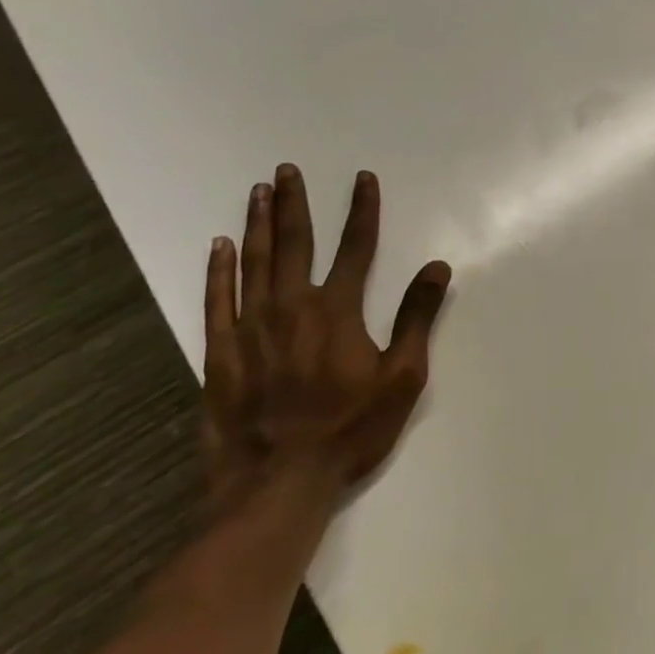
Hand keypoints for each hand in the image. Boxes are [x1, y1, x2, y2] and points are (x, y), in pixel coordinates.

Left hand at [202, 164, 450, 512]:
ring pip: (254, 262)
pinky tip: (218, 247)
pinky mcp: (220, 353)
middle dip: (293, 203)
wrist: (277, 483)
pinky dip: (218, 270)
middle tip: (287, 170)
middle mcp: (293, 306)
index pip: (356, 246)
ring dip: (257, 224)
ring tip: (258, 191)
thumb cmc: (350, 430)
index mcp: (338, 310)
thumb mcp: (403, 377)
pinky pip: (217, 300)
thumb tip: (437, 267)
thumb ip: (417, 318)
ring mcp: (251, 328)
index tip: (363, 178)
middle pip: (295, 242)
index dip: (363, 209)